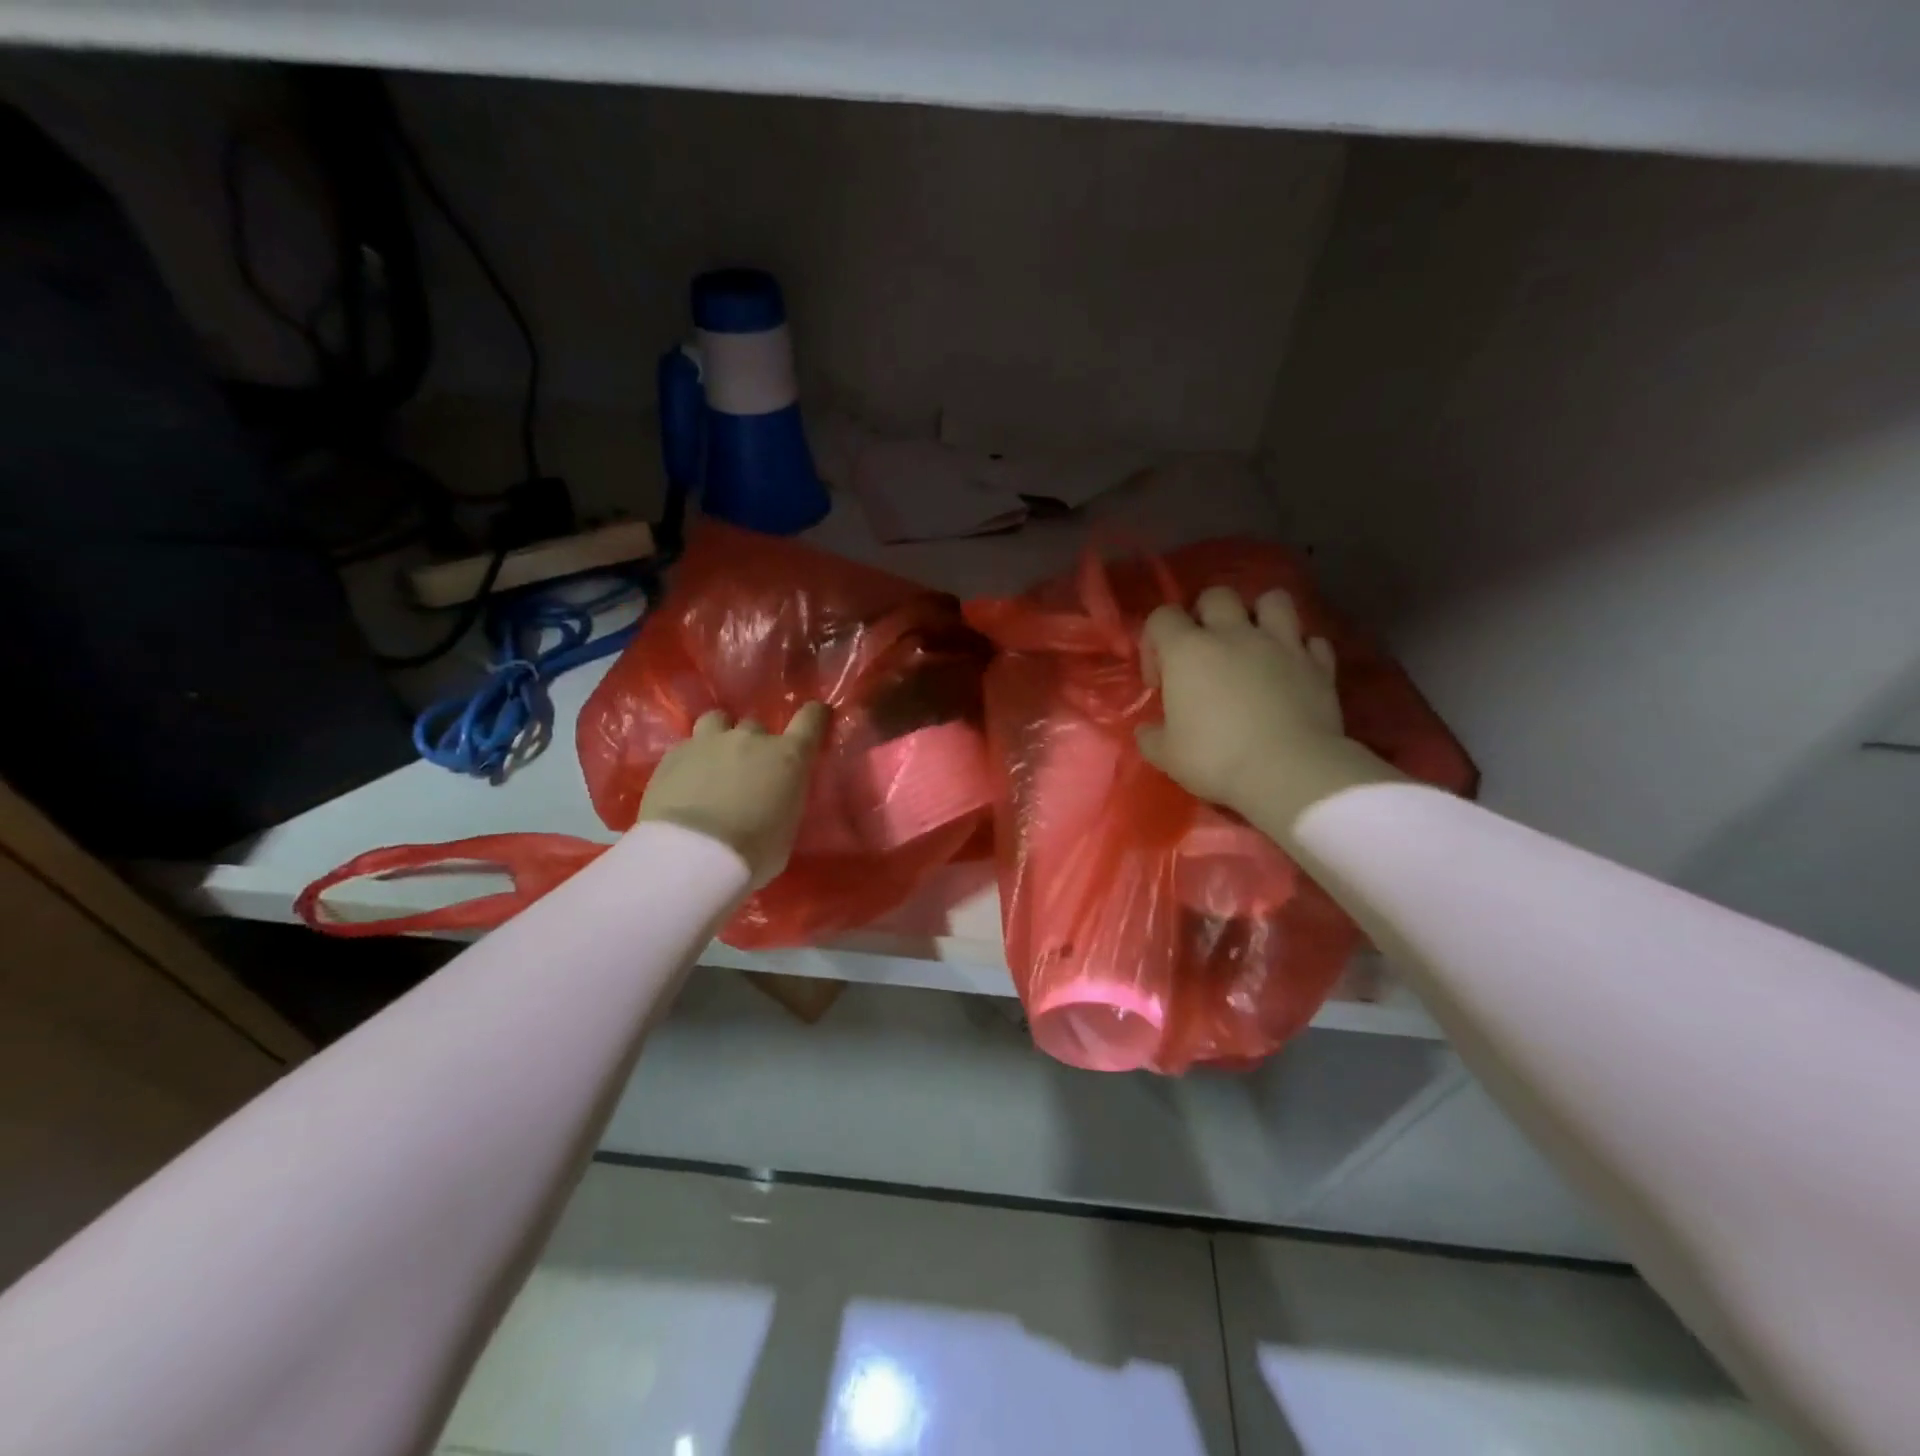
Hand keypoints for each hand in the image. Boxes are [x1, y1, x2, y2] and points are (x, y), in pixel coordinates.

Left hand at [638, 703, 828, 888]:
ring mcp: (708, 742)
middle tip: (749, 771)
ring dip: (720, 735)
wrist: (691, 856)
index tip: (815, 717)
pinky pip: (688, 746)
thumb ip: (784, 803)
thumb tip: (776, 800)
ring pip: (718, 721)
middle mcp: (750, 739)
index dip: (815, 716)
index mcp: (788, 757)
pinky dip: (691, 759)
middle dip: (755, 744)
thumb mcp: (786, 830)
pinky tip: (685, 782)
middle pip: (757, 726)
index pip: (811, 719)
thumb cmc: (753, 853)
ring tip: (714, 760)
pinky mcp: (672, 755)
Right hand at [1136, 587, 1398, 831]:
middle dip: (1205, 616)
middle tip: (1205, 653)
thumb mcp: (1166, 756)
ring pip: (1273, 600)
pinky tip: (1292, 671)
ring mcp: (1282, 644)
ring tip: (1254, 644)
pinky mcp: (1319, 664)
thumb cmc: (1217, 759)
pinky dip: (1301, 651)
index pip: (1161, 617)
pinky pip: (1312, 641)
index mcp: (1188, 650)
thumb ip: (1151, 736)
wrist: (1290, 771)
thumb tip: (1148, 730)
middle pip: (1216, 595)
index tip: (1160, 681)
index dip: (1154, 643)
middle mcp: (1234, 634)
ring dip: (1261, 616)